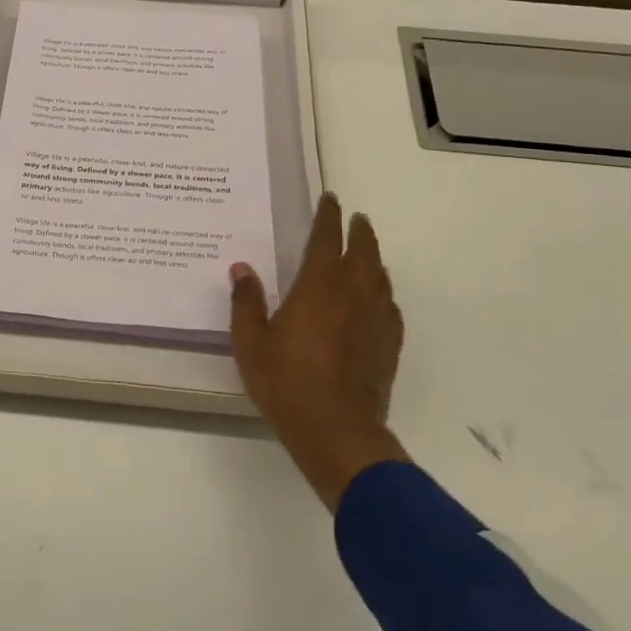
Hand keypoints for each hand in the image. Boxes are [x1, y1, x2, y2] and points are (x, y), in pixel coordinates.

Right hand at [230, 193, 408, 509]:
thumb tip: (242, 268)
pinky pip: (389, 307)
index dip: (328, 217)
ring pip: (380, 277)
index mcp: (318, 287)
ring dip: (374, 258)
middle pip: (363, 252)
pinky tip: (378, 299)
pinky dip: (383, 294)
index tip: (331, 199)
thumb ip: (247, 302)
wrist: (337, 431)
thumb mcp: (251, 343)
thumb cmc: (287, 383)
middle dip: (359, 231)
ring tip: (368, 252)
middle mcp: (352, 295)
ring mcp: (375, 320)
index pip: (326, 240)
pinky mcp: (388, 345)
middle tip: (357, 218)